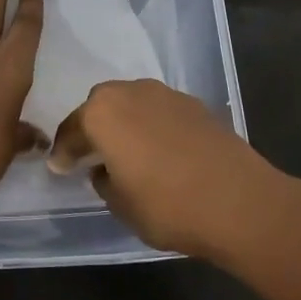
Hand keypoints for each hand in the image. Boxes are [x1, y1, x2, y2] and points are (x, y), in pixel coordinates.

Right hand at [47, 79, 300, 262]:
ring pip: (132, 104)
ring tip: (129, 152)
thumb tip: (105, 169)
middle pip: (100, 106)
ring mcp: (166, 95)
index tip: (59, 168)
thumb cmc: (168, 206)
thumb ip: (104, 181)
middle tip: (91, 155)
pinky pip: (160, 112)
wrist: (241, 203)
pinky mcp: (196, 105)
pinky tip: (161, 152)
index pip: (70, 131)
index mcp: (102, 113)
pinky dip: (153, 127)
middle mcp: (130, 93)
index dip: (62, 152)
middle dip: (93, 128)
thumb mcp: (121, 205)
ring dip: (125, 124)